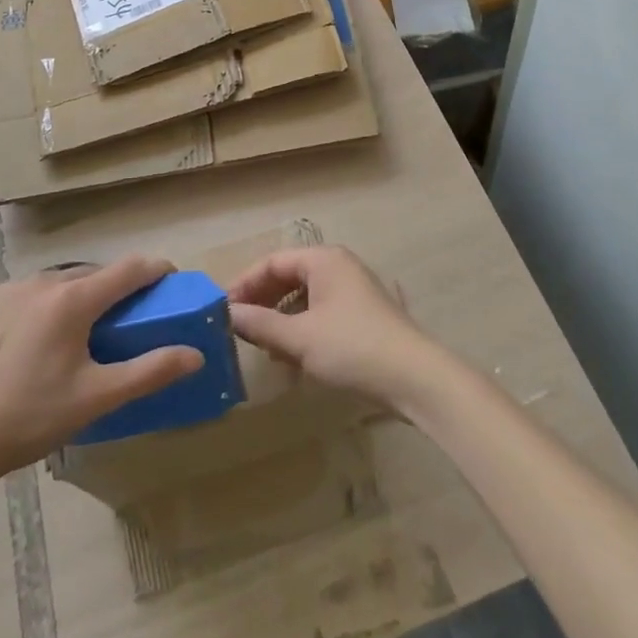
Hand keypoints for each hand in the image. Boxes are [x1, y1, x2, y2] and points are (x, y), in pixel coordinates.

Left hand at [0, 256, 202, 490]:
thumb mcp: (96, 399)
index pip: (129, 269)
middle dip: (116, 290)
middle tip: (124, 320)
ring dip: (77, 296)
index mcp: (74, 299)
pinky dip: (41, 306)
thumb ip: (149, 371)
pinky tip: (32, 341)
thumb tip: (194, 354)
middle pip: (93, 274)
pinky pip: (26, 293)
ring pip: (58, 282)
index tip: (170, 280)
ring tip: (77, 334)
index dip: (156, 270)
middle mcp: (44, 281)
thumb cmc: (30, 418)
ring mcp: (9, 288)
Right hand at [227, 245, 447, 411]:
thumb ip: (260, 324)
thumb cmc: (352, 348)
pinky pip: (321, 313)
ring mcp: (353, 290)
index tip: (222, 309)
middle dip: (262, 302)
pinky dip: (302, 330)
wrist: (415, 378)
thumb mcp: (299, 338)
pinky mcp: (363, 316)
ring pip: (305, 297)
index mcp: (323, 259)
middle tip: (238, 328)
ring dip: (281, 320)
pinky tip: (292, 358)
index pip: (272, 262)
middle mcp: (338, 266)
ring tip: (263, 347)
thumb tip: (228, 314)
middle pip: (289, 277)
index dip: (245, 284)